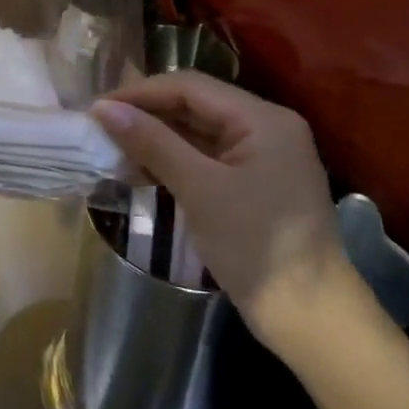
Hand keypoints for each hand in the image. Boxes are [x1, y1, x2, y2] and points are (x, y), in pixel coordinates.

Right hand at [92, 73, 363, 355]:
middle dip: (146, 114)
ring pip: (196, 131)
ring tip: (112, 149)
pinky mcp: (252, 183)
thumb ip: (151, 142)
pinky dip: (171, 160)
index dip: (140, 93)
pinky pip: (204, 157)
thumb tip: (102, 108)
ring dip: (154, 138)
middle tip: (99, 128)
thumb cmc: (257, 246)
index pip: (190, 87)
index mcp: (262, 119)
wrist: (312, 321)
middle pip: (194, 104)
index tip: (96, 109)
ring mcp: (261, 157)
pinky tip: (140, 170)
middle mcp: (265, 128)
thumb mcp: (199, 189)